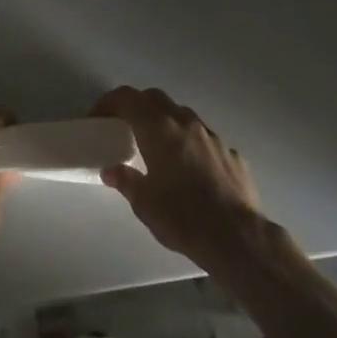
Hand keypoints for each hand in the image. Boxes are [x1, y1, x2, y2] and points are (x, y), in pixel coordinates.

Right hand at [92, 87, 266, 270]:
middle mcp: (185, 123)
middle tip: (125, 127)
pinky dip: (190, 144)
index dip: (109, 103)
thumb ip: (126, 180)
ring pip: (182, 115)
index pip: (128, 98)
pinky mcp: (232, 154)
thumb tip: (111, 170)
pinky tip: (190, 170)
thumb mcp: (144, 203)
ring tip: (158, 148)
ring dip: (165, 123)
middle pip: (155, 98)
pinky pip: (204, 138)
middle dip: (137, 106)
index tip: (98, 117)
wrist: (238, 238)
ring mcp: (212, 136)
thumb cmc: (183, 218)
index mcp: (159, 129)